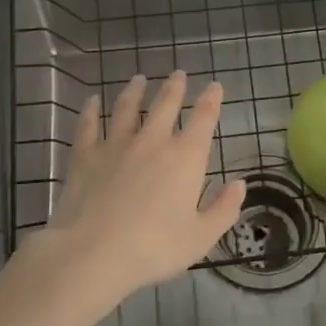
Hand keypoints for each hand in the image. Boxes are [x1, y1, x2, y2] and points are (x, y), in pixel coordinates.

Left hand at [33, 71, 245, 300]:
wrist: (93, 252)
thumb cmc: (154, 248)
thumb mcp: (201, 237)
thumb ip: (224, 209)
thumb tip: (240, 184)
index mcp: (185, 158)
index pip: (204, 119)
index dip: (211, 100)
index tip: (215, 85)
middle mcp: (153, 141)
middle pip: (166, 104)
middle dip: (174, 87)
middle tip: (178, 73)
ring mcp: (116, 145)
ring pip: (127, 108)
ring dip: (135, 91)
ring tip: (139, 79)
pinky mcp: (86, 155)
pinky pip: (88, 125)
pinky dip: (90, 111)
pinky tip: (91, 101)